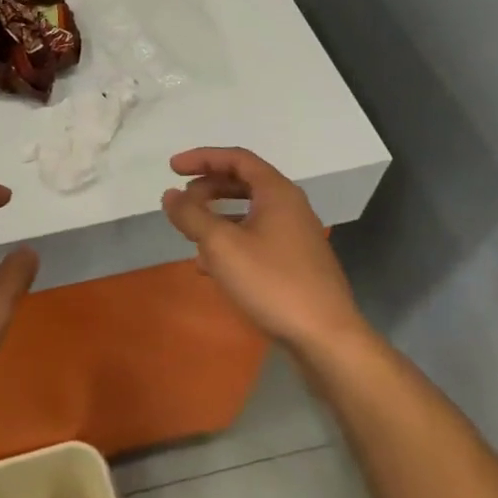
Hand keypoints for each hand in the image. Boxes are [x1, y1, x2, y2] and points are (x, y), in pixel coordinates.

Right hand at [161, 147, 366, 356]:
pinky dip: (231, 241)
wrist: (327, 338)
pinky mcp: (296, 263)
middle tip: (182, 201)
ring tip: (192, 234)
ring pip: (249, 213)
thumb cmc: (272, 282)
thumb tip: (170, 195)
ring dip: (217, 217)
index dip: (202, 158)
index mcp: (276, 192)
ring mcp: (296, 236)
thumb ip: (191, 215)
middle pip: (243, 183)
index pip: (236, 158)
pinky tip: (212, 267)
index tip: (172, 168)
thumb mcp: (221, 245)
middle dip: (208, 188)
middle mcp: (290, 207)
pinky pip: (257, 238)